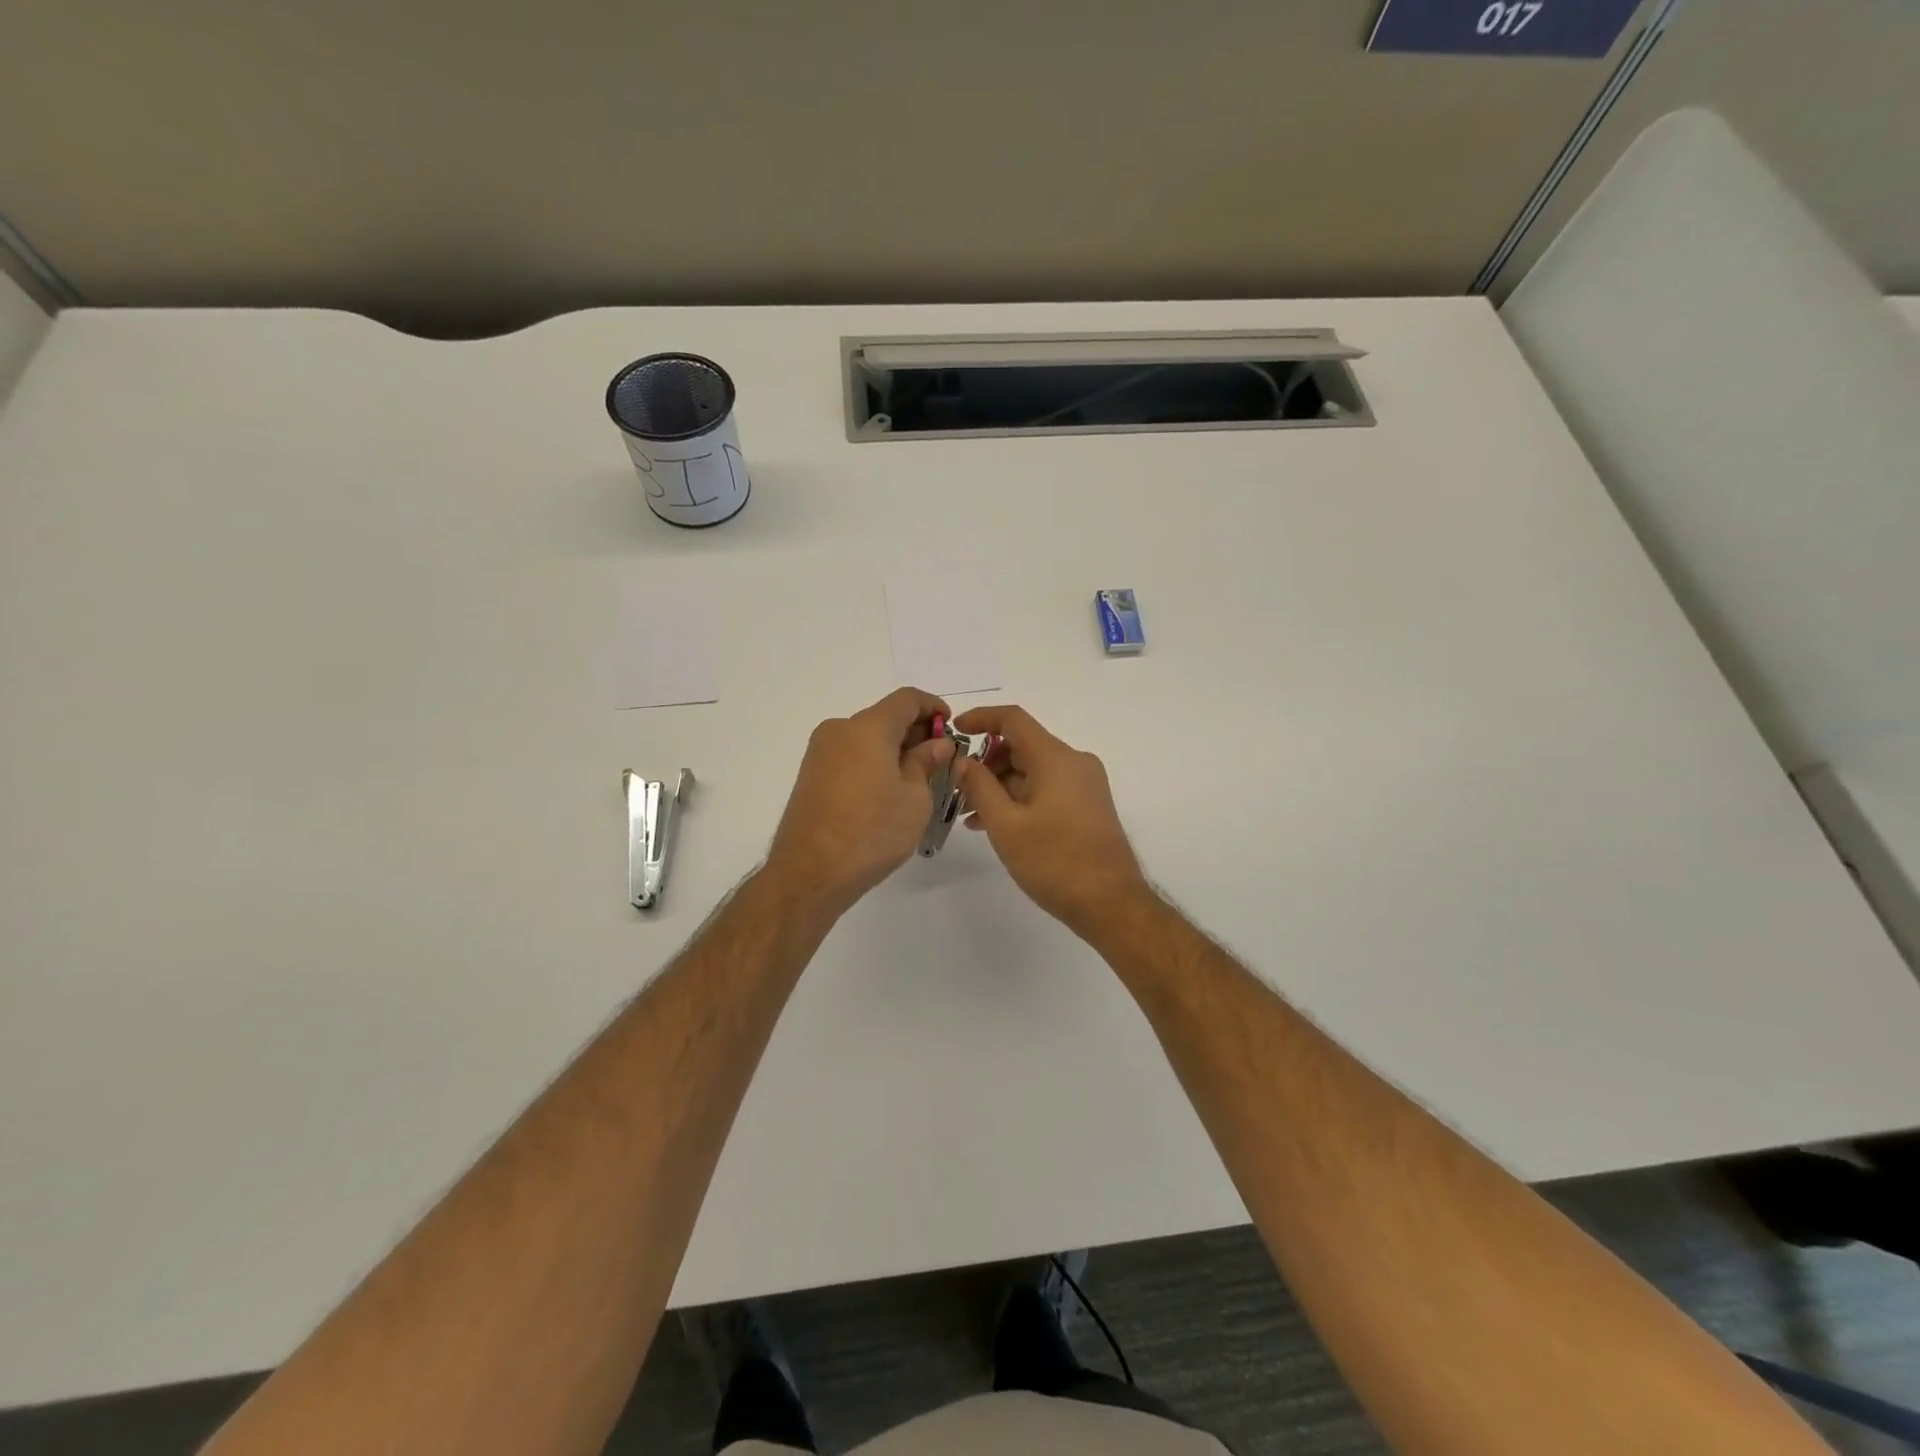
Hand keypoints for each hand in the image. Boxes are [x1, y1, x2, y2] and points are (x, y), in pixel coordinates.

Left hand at [766, 687, 953, 912]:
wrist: (811, 872)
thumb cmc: (873, 831)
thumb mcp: (915, 798)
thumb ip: (927, 762)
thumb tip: (937, 744)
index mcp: (868, 727)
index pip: (907, 699)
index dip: (933, 707)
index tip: (951, 728)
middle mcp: (840, 730)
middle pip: (885, 717)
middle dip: (915, 732)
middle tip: (939, 760)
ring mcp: (820, 752)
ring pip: (866, 738)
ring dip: (894, 750)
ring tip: (917, 781)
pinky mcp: (811, 775)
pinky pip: (850, 756)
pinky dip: (873, 763)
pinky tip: (888, 792)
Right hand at [952, 705, 1148, 938]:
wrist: (1110, 903)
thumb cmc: (1054, 861)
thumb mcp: (1006, 825)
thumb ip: (979, 787)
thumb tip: (963, 760)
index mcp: (1055, 758)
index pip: (1013, 719)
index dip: (981, 718)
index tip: (955, 730)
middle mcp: (1074, 762)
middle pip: (1022, 746)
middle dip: (986, 763)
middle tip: (957, 790)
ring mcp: (1084, 784)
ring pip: (1033, 770)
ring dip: (1000, 786)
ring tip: (970, 815)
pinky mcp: (1088, 805)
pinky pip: (1047, 788)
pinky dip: (1020, 798)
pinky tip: (996, 825)